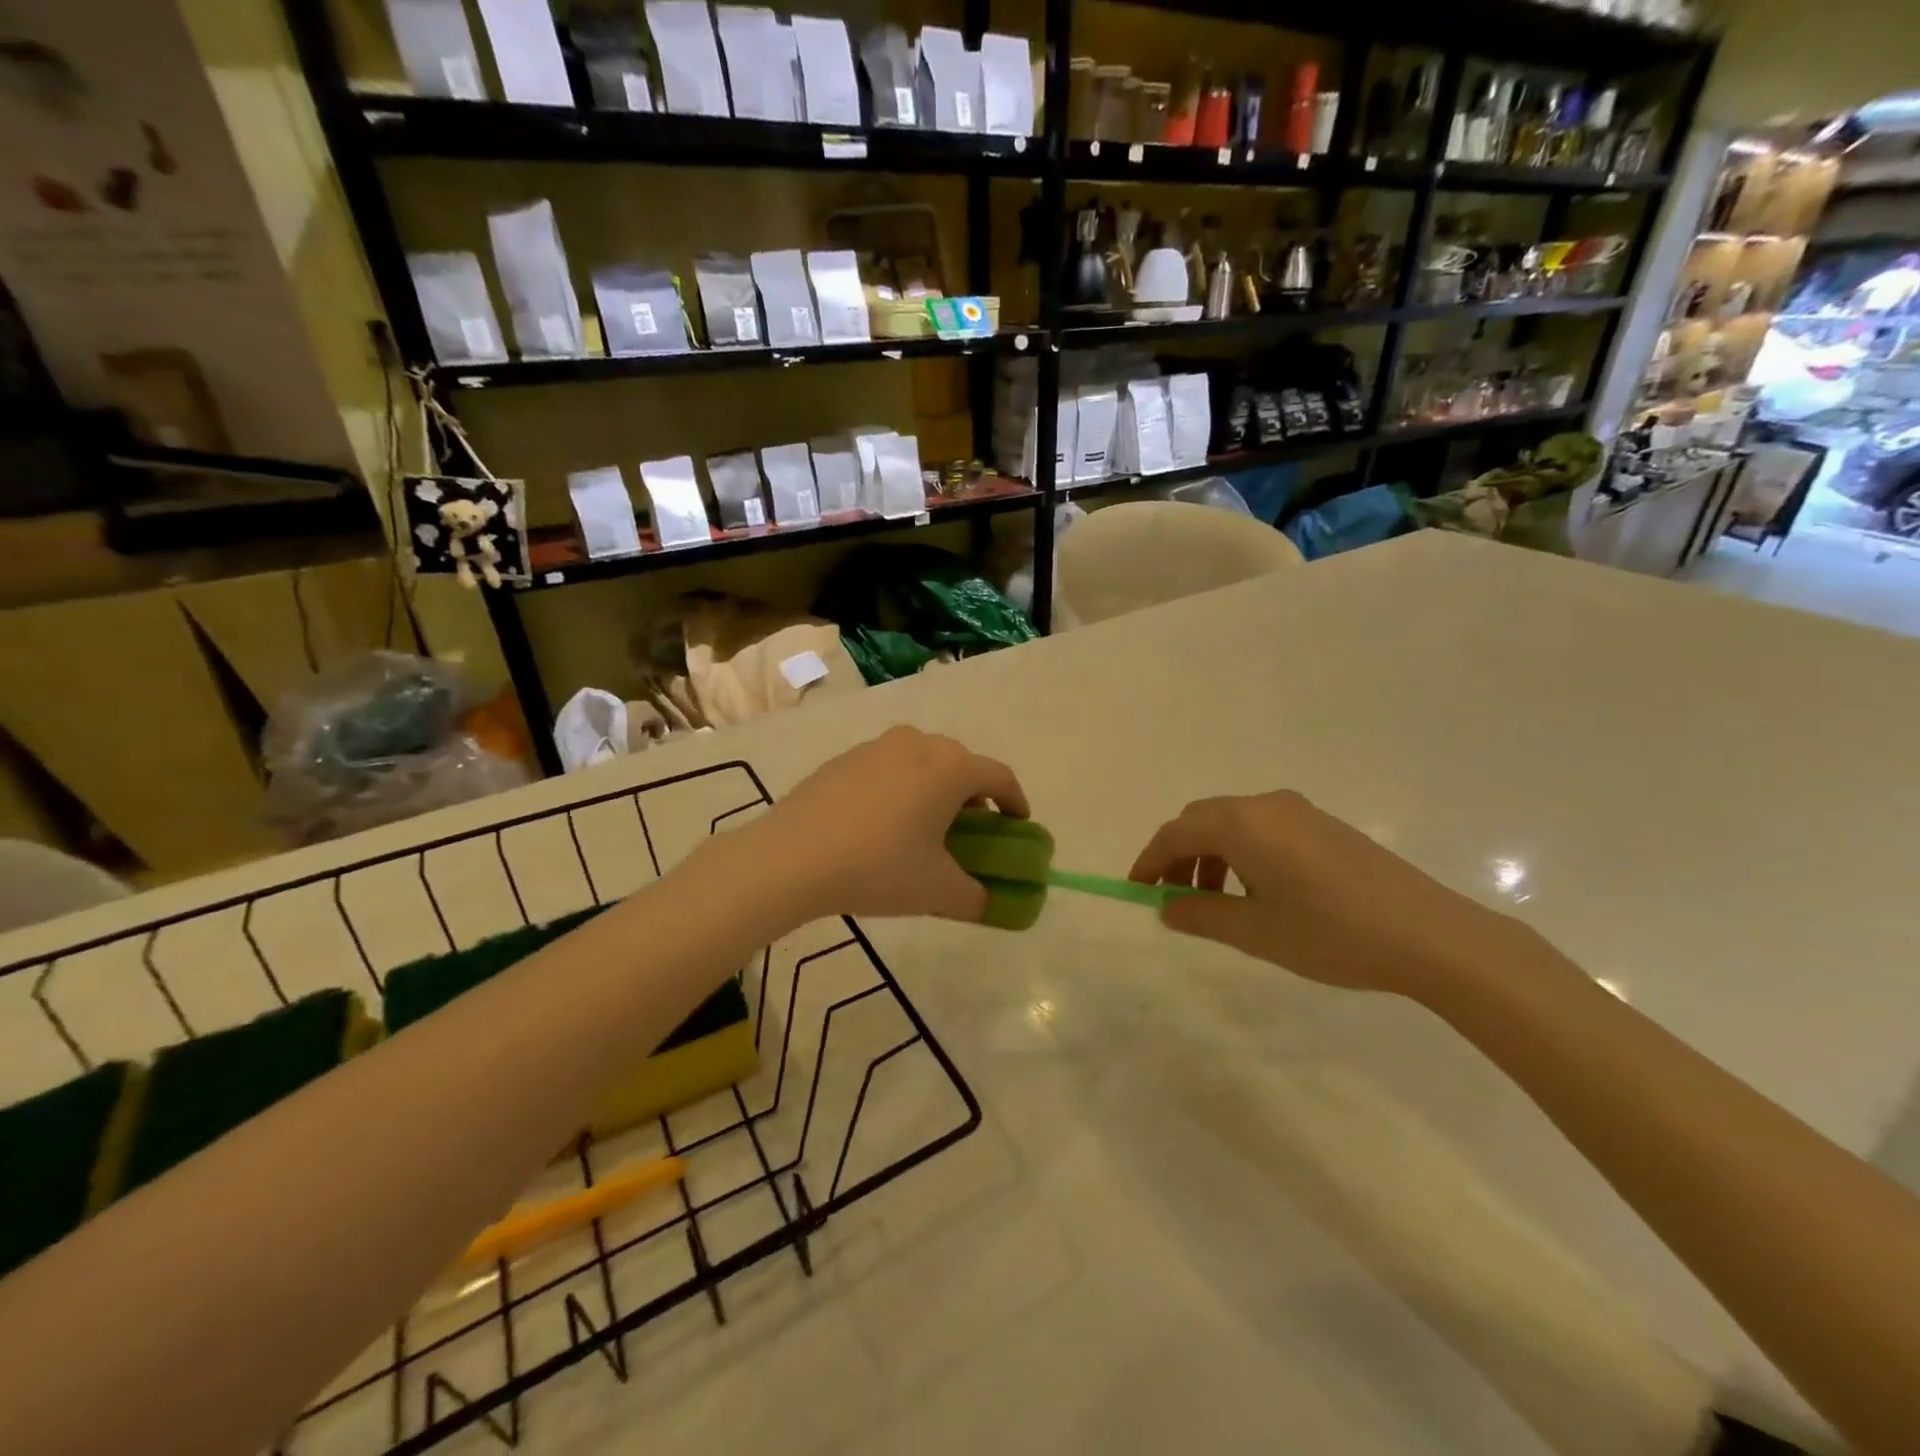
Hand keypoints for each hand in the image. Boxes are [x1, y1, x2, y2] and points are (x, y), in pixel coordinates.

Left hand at [746, 726, 1028, 922]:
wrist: (792, 857)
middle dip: (973, 795)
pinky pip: (886, 769)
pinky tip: (880, 824)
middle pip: (960, 764)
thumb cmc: (879, 867)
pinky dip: (898, 789)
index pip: (1000, 777)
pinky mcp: (843, 759)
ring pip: (921, 762)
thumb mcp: (937, 890)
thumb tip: (989, 901)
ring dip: (933, 789)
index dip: (1016, 802)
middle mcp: (918, 744)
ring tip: (923, 826)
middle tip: (970, 830)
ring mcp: (876, 747)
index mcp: (951, 768)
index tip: (1018, 825)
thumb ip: (975, 896)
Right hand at [1129, 791, 1522, 999]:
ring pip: (1232, 823)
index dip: (1150, 861)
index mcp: (1242, 825)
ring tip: (1218, 903)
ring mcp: (1298, 812)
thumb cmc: (1331, 934)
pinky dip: (1242, 852)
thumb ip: (1200, 915)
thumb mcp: (1255, 932)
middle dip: (1179, 856)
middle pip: (1201, 820)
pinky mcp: (1324, 824)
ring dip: (1211, 855)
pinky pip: (1262, 828)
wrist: (1431, 935)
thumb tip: (1166, 907)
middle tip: (1175, 899)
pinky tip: (1259, 892)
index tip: (1136, 890)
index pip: (1176, 833)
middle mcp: (1265, 806)